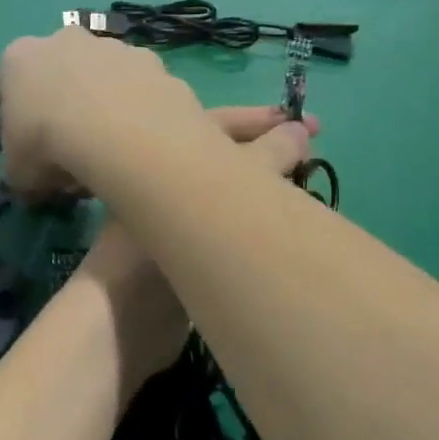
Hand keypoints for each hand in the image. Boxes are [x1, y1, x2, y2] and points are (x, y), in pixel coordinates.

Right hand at [0, 27, 207, 201]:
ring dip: (106, 107)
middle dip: (66, 105)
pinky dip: (140, 111)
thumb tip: (34, 186)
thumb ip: (22, 173)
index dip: (22, 120)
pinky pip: (141, 89)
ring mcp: (113, 46)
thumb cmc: (49, 146)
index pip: (13, 83)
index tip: (33, 148)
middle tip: (73, 152)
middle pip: (61, 72)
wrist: (118, 132)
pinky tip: (142, 143)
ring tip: (112, 153)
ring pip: (104, 77)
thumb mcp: (18, 174)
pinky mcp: (152, 60)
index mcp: (20, 58)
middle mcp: (65, 40)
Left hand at [75, 106, 315, 391]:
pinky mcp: (192, 258)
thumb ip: (259, 158)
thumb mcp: (211, 191)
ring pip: (231, 196)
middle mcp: (169, 185)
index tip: (311, 123)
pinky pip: (233, 231)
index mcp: (162, 158)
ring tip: (311, 186)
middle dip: (269, 152)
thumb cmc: (156, 243)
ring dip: (266, 190)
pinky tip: (293, 229)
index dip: (262, 120)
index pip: (219, 125)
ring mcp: (180, 223)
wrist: (122, 320)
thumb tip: (297, 131)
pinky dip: (259, 227)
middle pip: (226, 160)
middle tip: (316, 149)